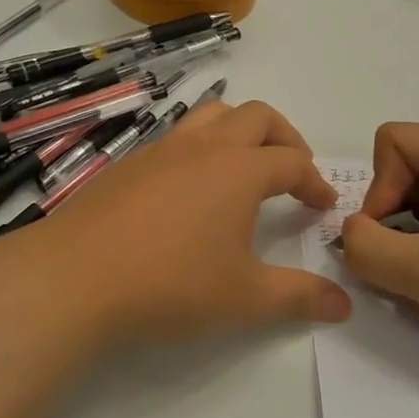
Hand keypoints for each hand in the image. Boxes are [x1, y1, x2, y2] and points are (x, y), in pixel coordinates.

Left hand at [0, 100, 349, 344]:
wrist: (75, 276)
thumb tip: (343, 303)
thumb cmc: (170, 283)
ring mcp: (162, 149)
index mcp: (239, 170)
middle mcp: (204, 147)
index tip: (323, 205)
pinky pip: (177, 136)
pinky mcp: (130, 162)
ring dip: (240, 129)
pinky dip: (201, 146)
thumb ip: (298, 297)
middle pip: (257, 117)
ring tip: (246, 164)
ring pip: (212, 114)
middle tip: (294, 170)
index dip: (314, 181)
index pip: (292, 163)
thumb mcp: (244, 298)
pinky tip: (191, 186)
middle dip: (285, 137)